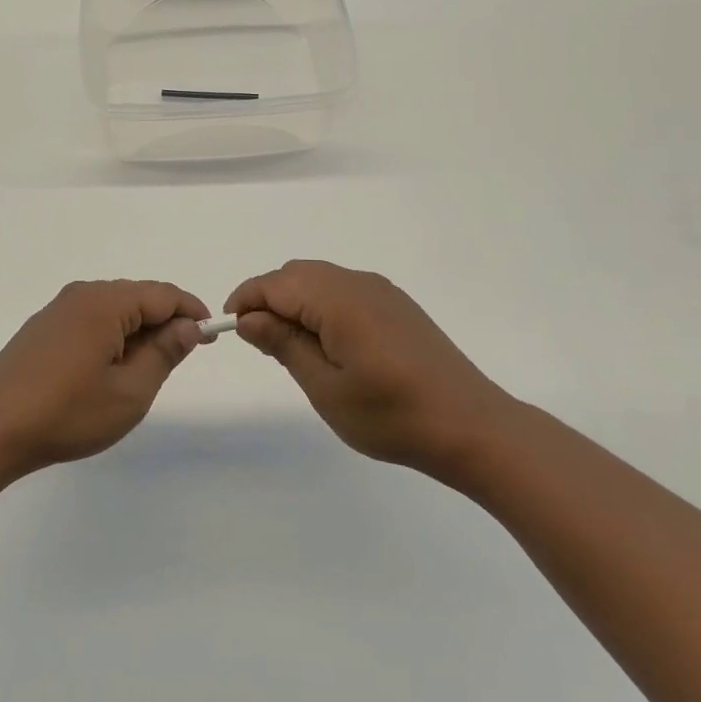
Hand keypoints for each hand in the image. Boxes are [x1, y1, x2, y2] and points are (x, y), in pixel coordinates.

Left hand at [0, 279, 209, 473]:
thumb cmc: (67, 413)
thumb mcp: (130, 392)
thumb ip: (164, 353)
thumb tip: (187, 326)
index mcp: (106, 302)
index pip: (163, 294)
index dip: (191, 311)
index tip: (210, 336)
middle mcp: (81, 295)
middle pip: (137, 297)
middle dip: (164, 322)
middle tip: (181, 356)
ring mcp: (57, 310)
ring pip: (113, 309)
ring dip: (137, 331)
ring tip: (146, 368)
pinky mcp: (42, 328)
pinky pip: (90, 319)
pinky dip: (111, 335)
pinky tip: (108, 368)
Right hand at [225, 260, 514, 470]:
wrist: (470, 427)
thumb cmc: (391, 415)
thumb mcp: (325, 387)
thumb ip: (284, 344)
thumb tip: (248, 318)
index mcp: (338, 299)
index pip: (275, 283)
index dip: (245, 300)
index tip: (229, 330)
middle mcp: (359, 283)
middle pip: (297, 274)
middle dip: (268, 299)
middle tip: (261, 343)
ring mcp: (382, 292)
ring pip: (320, 279)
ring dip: (295, 302)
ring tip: (292, 348)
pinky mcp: (397, 305)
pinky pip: (344, 290)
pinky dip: (321, 305)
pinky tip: (329, 344)